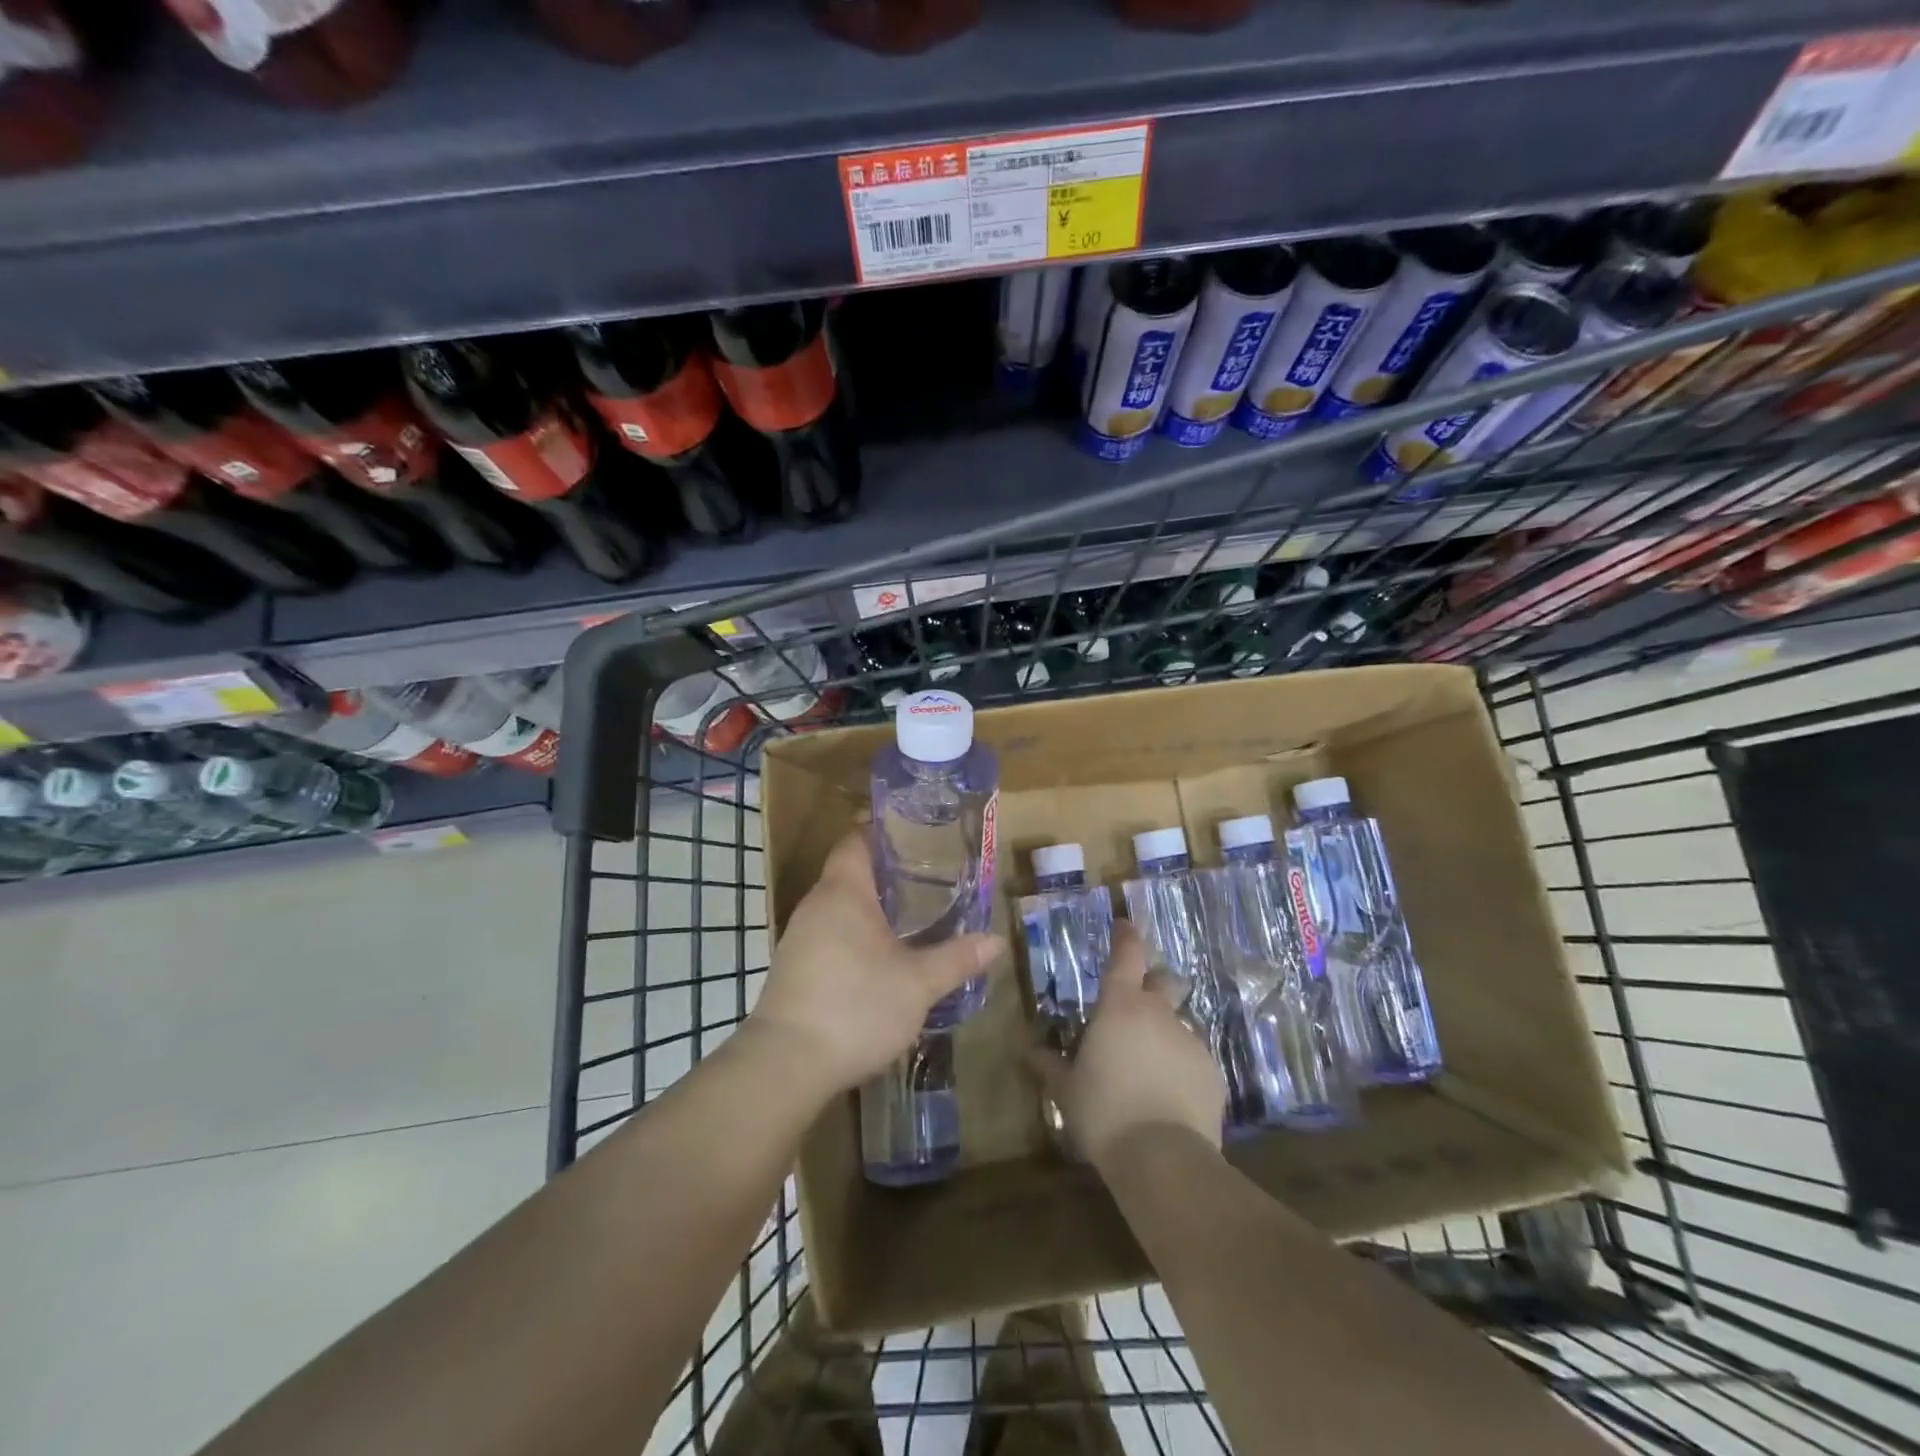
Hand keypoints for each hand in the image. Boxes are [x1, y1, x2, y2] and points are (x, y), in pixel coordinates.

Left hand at [746, 830, 1004, 1099]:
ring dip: (871, 907)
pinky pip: (830, 934)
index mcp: (843, 892)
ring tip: (912, 915)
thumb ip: (957, 958)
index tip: (916, 832)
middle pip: (849, 872)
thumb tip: (996, 941)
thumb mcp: (918, 984)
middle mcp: (816, 905)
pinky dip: (856, 934)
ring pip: (839, 907)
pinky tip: (881, 956)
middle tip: (929, 876)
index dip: (882, 831)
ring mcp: (799, 937)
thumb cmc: (856, 1006)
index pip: (856, 840)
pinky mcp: (794, 968)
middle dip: (887, 872)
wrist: (786, 1065)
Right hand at [1030, 921, 1224, 1167]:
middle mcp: (1160, 1014)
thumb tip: (1027, 1051)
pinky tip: (1170, 1095)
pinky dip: (1182, 1067)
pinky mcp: (1214, 1073)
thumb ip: (1049, 1065)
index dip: (1126, 937)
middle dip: (1154, 984)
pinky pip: (1195, 1058)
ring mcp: (1191, 1042)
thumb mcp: (1066, 1090)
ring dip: (1165, 1034)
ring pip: (1179, 1023)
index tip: (1124, 925)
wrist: (1164, 1159)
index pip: (1127, 955)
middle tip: (1137, 1005)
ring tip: (1150, 1066)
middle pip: (1164, 981)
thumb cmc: (1104, 1112)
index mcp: (1121, 1006)